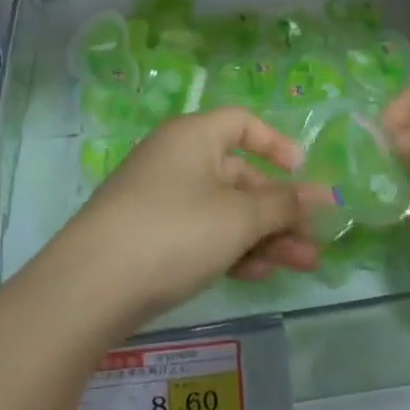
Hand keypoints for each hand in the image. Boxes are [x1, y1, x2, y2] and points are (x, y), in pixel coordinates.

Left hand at [61, 108, 332, 326]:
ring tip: (303, 265)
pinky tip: (259, 275)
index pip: (242, 123)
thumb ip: (282, 205)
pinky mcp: (150, 236)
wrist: (92, 286)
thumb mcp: (238, 217)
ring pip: (224, 210)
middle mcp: (176, 160)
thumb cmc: (175, 231)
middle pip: (239, 175)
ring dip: (264, 235)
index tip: (303, 172)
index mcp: (193, 137)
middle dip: (280, 208)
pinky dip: (232, 249)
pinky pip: (202, 233)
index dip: (276, 144)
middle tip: (315, 239)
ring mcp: (161, 199)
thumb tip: (318, 197)